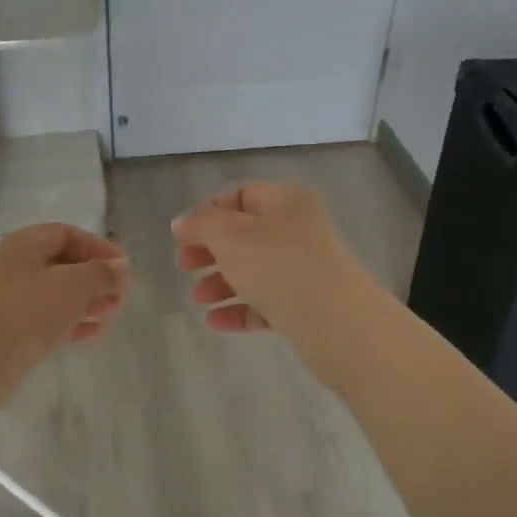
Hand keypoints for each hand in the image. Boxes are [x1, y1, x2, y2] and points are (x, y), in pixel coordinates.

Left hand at [0, 223, 129, 382]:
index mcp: (24, 244)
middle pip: (63, 263)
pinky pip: (48, 317)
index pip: (67, 234)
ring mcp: (11, 298)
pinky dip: (73, 320)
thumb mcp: (76, 284)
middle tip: (121, 293)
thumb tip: (120, 267)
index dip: (99, 247)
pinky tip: (96, 330)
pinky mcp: (13, 327)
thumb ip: (102, 272)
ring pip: (57, 292)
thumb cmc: (33, 309)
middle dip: (96, 277)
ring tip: (113, 311)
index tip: (124, 267)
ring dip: (88, 299)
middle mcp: (14, 266)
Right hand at [172, 182, 373, 351]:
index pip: (241, 195)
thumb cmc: (278, 266)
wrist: (334, 321)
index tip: (183, 237)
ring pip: (254, 271)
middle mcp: (299, 230)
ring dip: (221, 283)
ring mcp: (304, 269)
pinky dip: (239, 309)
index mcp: (286, 202)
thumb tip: (182, 222)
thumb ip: (201, 226)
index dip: (209, 213)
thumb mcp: (230, 237)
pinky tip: (215, 321)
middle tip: (185, 267)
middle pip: (245, 235)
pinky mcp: (306, 304)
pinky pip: (265, 302)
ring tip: (198, 299)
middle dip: (210, 252)